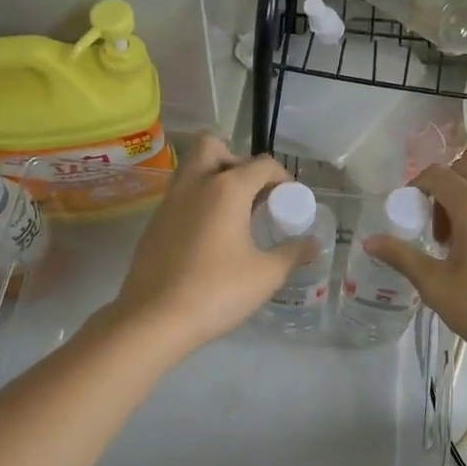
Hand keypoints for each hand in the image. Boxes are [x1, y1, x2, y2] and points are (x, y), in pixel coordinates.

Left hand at [101, 136, 301, 358]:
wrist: (153, 319)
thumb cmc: (217, 291)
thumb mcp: (266, 275)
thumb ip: (292, 253)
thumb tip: (312, 243)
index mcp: (227, 188)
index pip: (262, 164)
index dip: (283, 178)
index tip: (290, 202)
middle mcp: (195, 183)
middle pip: (214, 147)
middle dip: (237, 161)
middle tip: (253, 194)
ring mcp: (170, 201)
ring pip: (192, 169)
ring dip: (214, 179)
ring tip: (234, 215)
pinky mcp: (154, 223)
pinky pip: (180, 196)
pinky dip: (198, 202)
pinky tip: (210, 238)